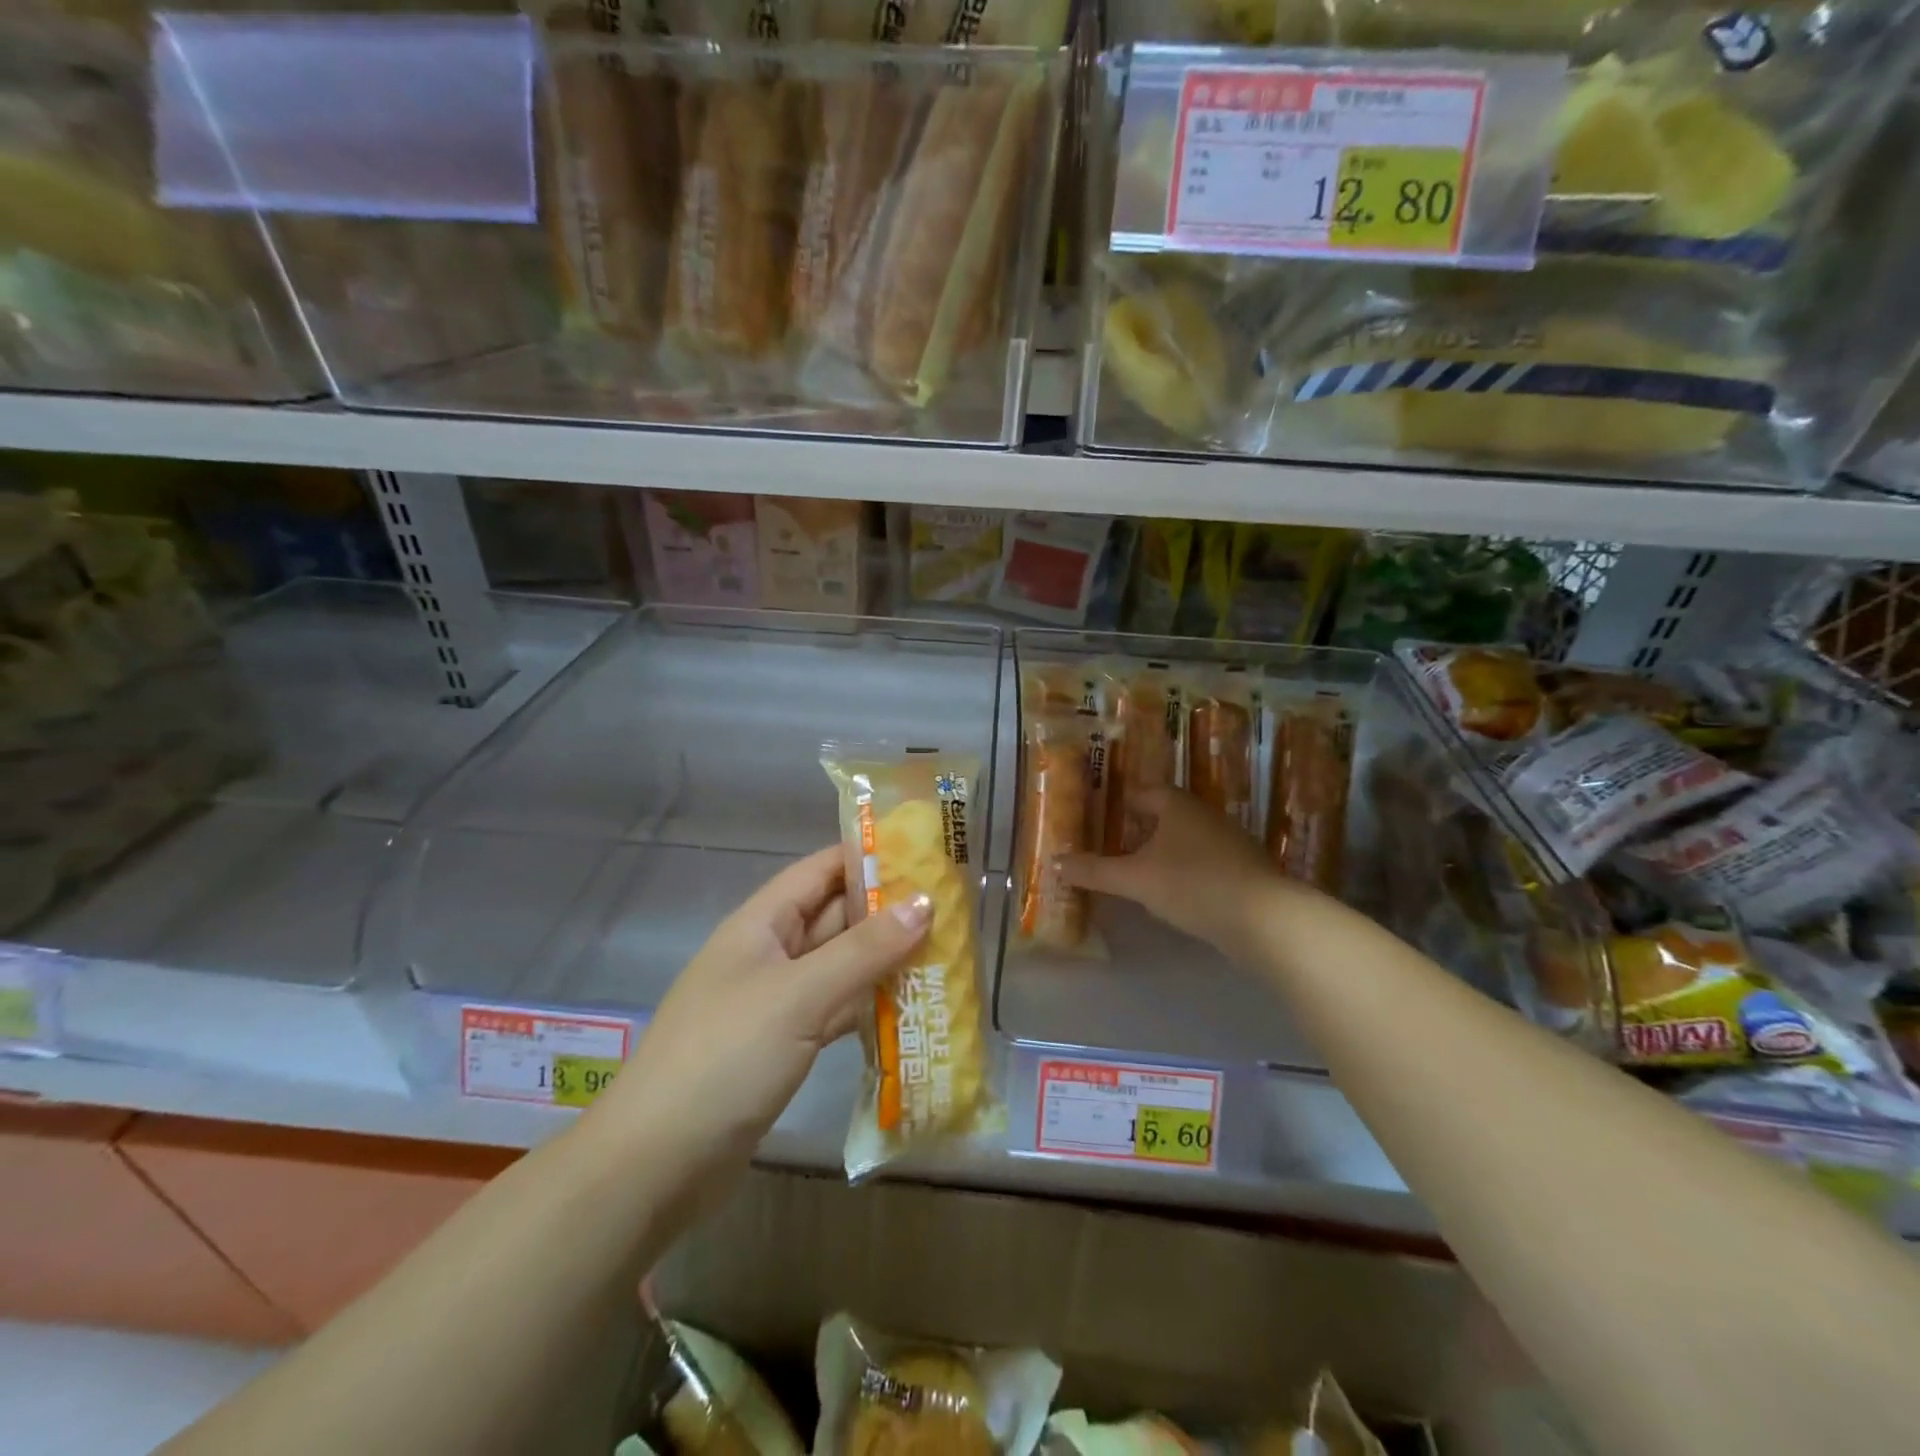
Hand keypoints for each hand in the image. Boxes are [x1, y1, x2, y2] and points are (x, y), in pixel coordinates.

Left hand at [594, 846, 930, 1172]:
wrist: (656, 1163)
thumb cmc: (726, 1057)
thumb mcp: (799, 995)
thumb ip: (864, 950)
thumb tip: (925, 902)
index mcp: (761, 924)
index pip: (820, 870)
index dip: (868, 856)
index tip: (924, 852)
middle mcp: (768, 954)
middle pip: (835, 918)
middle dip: (888, 912)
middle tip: (951, 908)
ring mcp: (774, 1002)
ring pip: (839, 967)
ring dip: (883, 961)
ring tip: (944, 953)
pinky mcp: (782, 1046)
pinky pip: (833, 1011)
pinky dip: (867, 1007)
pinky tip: (909, 1009)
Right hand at [1060, 789, 1279, 961]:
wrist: (1265, 919)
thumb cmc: (1192, 884)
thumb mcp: (1135, 879)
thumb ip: (1095, 871)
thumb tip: (1055, 863)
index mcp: (1178, 805)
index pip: (1144, 793)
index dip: (1121, 804)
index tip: (1101, 820)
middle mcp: (1205, 815)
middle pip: (1166, 816)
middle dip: (1140, 830)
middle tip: (1113, 849)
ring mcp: (1230, 841)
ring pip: (1186, 840)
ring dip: (1164, 853)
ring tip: (1138, 875)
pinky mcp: (1244, 870)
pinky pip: (1205, 863)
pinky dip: (1186, 872)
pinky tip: (1175, 896)